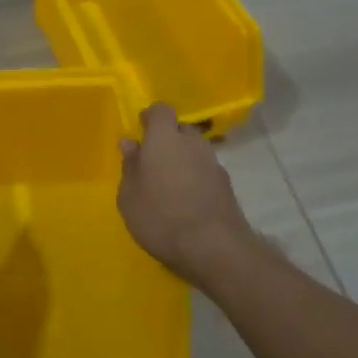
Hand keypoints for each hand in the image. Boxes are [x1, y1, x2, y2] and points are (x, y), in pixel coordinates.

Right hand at [118, 103, 254, 280]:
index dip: (151, 117)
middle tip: (153, 161)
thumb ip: (130, 166)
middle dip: (168, 138)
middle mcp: (192, 144)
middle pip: (181, 129)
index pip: (161, 110)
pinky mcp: (227, 186)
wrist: (214, 247)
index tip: (141, 130)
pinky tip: (187, 200)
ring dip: (184, 159)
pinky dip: (196, 178)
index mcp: (165, 139)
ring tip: (170, 184)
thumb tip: (130, 143)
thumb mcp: (130, 196)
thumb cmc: (161, 217)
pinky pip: (206, 171)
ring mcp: (214, 164)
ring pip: (196, 150)